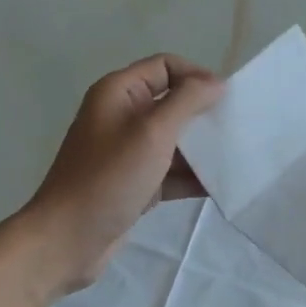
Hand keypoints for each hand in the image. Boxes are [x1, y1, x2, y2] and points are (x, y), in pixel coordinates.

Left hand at [21, 54, 224, 291]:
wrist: (67, 240)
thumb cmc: (109, 178)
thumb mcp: (152, 132)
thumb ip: (187, 101)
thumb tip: (217, 83)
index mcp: (119, 93)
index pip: (165, 66)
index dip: (196, 76)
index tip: (227, 99)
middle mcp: (122, 116)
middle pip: (172, 102)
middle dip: (204, 114)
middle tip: (237, 128)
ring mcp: (128, 152)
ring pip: (174, 140)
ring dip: (202, 148)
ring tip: (236, 158)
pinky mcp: (135, 183)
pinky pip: (170, 171)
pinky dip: (191, 176)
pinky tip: (219, 185)